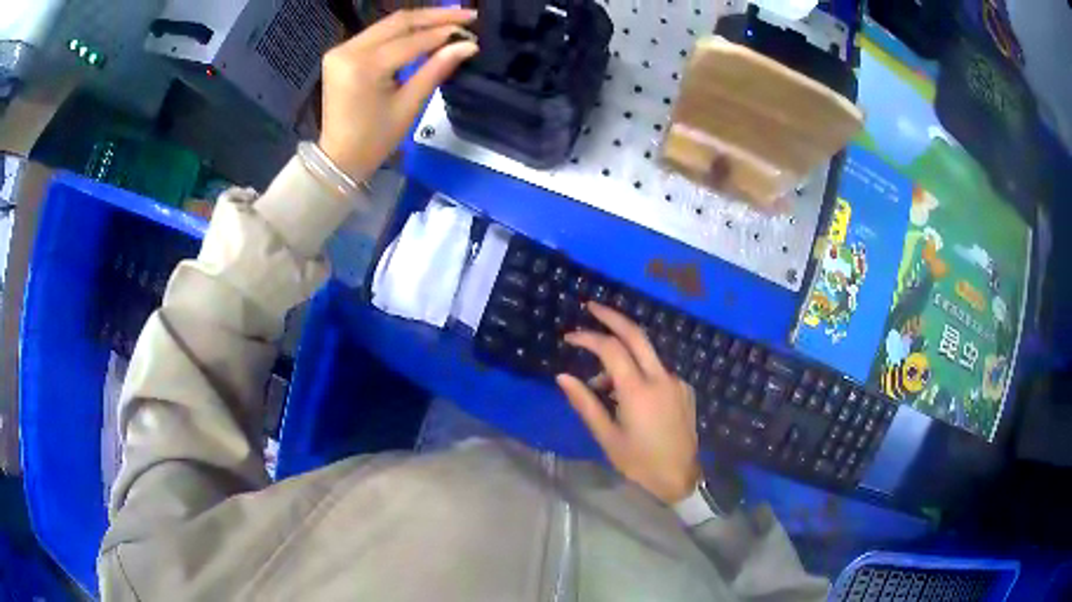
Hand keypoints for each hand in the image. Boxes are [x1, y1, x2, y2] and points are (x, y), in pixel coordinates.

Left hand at [318, 8, 478, 181]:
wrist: (338, 158)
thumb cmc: (375, 139)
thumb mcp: (409, 105)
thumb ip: (436, 69)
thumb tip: (468, 45)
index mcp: (364, 67)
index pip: (411, 40)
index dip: (444, 33)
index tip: (472, 29)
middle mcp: (348, 50)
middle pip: (398, 22)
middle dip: (435, 16)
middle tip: (468, 15)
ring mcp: (341, 49)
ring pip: (388, 24)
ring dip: (421, 20)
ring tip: (452, 19)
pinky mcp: (340, 53)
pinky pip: (377, 34)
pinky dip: (402, 30)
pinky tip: (425, 29)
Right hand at [556, 303, 701, 504]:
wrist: (681, 477)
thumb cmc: (639, 462)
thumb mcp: (607, 437)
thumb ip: (585, 403)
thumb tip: (562, 377)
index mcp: (638, 391)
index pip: (611, 349)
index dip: (589, 337)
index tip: (569, 337)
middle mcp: (660, 377)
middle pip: (636, 334)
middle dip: (612, 317)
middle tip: (591, 307)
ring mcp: (675, 381)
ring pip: (646, 354)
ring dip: (622, 355)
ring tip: (600, 384)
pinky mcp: (684, 389)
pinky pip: (656, 370)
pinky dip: (638, 372)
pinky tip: (626, 395)